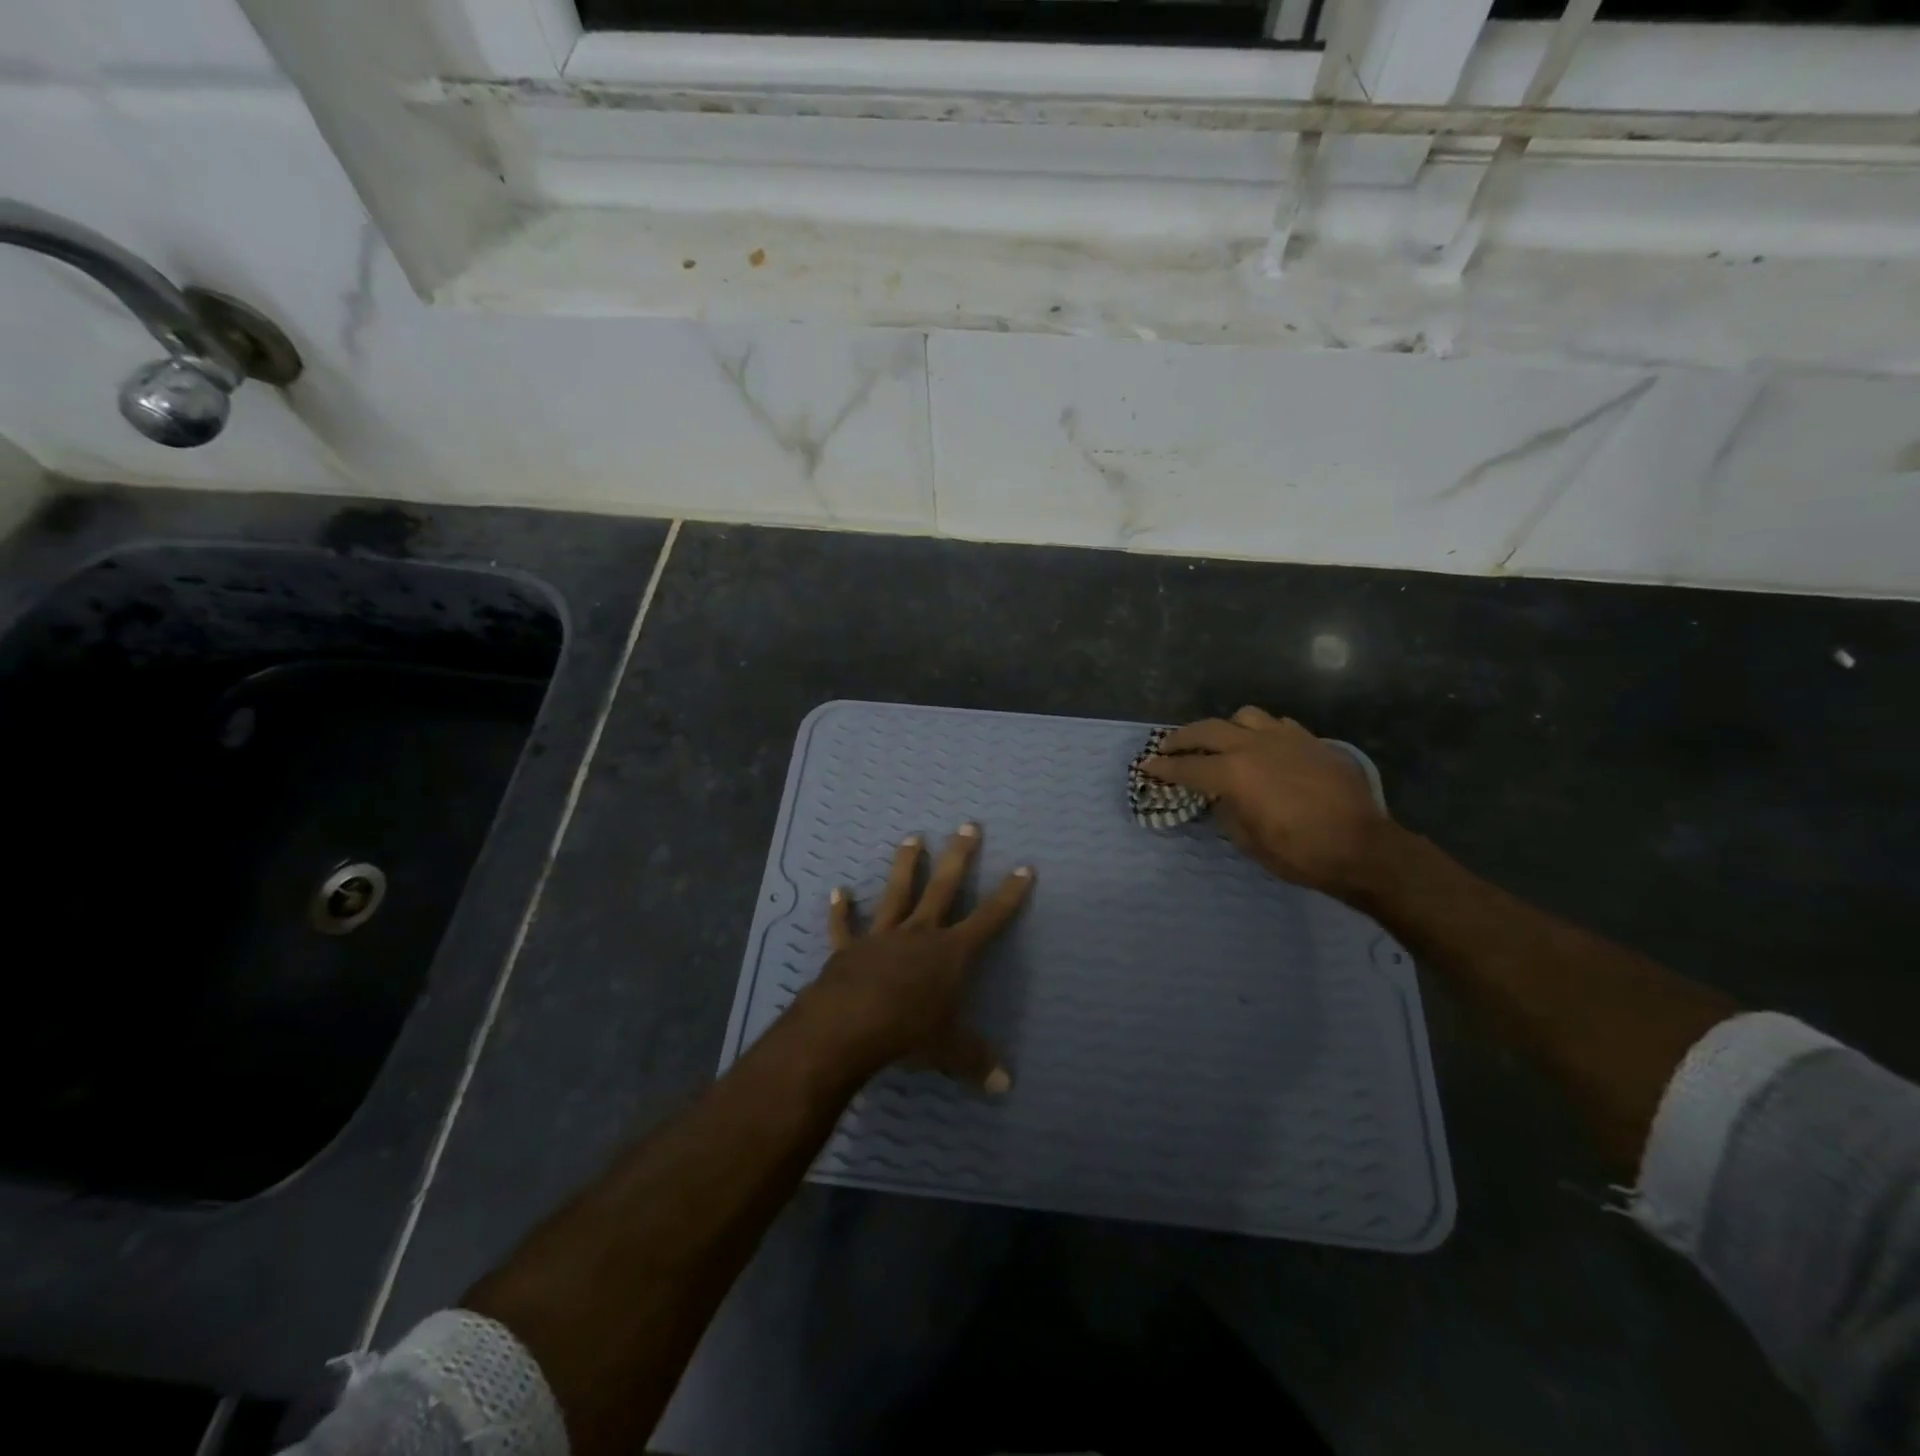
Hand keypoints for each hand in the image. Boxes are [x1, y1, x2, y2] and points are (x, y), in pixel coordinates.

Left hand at [800, 824, 1033, 1091]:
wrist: (850, 1026)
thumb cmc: (908, 1033)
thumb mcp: (949, 1051)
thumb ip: (976, 1062)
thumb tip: (1004, 1085)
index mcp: (951, 953)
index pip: (990, 918)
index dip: (1009, 894)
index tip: (1024, 866)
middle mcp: (920, 934)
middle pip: (944, 888)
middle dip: (959, 857)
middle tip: (968, 825)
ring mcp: (883, 936)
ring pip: (897, 892)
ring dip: (905, 865)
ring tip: (912, 837)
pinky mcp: (849, 948)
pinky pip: (844, 926)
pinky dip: (841, 910)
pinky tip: (838, 891)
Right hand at [1145, 706, 1390, 898]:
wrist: (1362, 847)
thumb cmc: (1300, 853)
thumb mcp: (1249, 841)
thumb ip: (1226, 810)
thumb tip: (1219, 796)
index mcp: (1233, 774)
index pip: (1186, 767)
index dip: (1162, 768)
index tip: (1146, 766)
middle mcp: (1253, 746)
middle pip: (1206, 730)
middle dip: (1181, 738)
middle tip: (1167, 747)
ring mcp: (1285, 738)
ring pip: (1243, 717)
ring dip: (1225, 728)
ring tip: (1222, 743)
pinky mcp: (1310, 741)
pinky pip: (1277, 725)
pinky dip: (1261, 732)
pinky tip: (1264, 748)